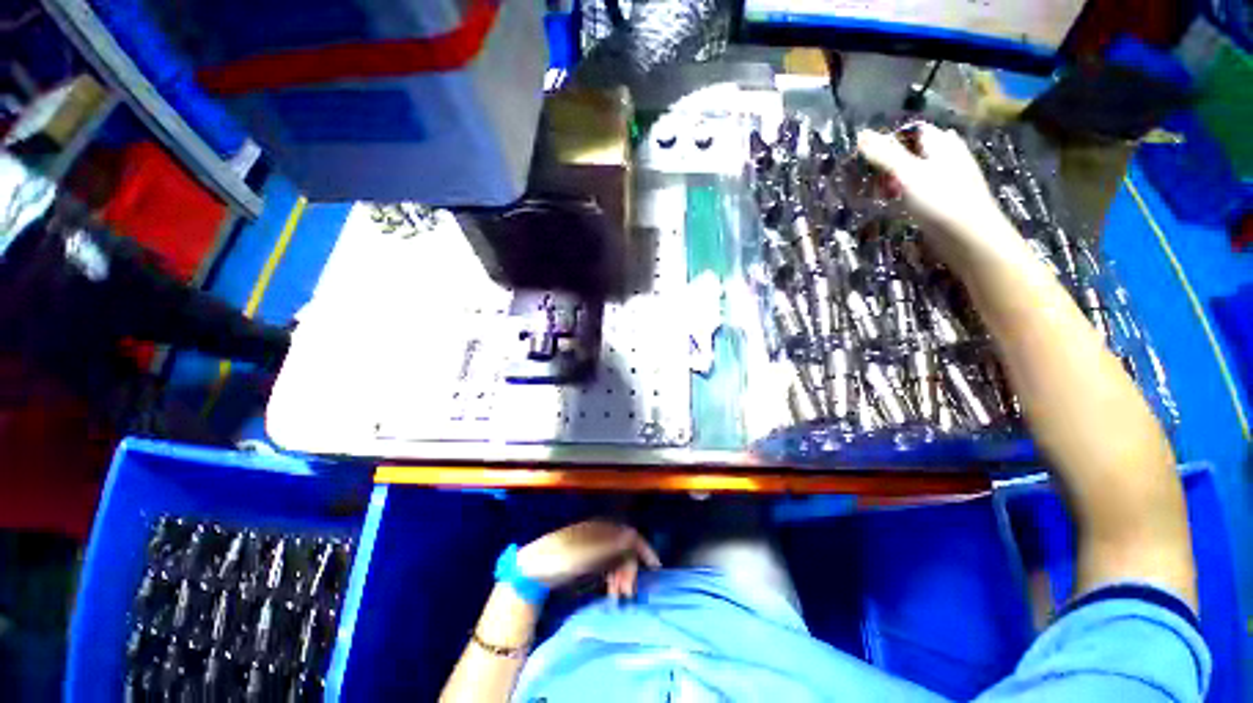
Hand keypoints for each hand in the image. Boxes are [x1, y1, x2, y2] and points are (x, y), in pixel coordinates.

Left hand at [515, 521, 659, 592]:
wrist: (533, 568)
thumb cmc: (564, 558)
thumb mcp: (590, 553)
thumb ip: (614, 546)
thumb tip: (635, 536)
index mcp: (603, 528)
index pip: (630, 535)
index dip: (644, 549)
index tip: (655, 569)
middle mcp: (601, 534)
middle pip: (624, 549)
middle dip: (631, 570)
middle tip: (628, 594)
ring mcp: (593, 547)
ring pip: (616, 560)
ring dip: (622, 577)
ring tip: (618, 597)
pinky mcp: (586, 559)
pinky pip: (607, 567)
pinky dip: (612, 578)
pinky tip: (610, 592)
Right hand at [857, 124, 1013, 258]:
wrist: (969, 238)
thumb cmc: (941, 200)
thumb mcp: (908, 174)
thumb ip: (884, 155)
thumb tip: (861, 134)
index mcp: (942, 144)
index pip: (912, 132)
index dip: (888, 140)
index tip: (863, 156)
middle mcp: (947, 158)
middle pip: (913, 152)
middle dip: (888, 162)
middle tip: (865, 177)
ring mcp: (946, 181)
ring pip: (914, 173)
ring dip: (894, 180)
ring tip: (874, 192)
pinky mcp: (943, 202)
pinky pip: (917, 191)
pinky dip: (902, 195)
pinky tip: (892, 205)